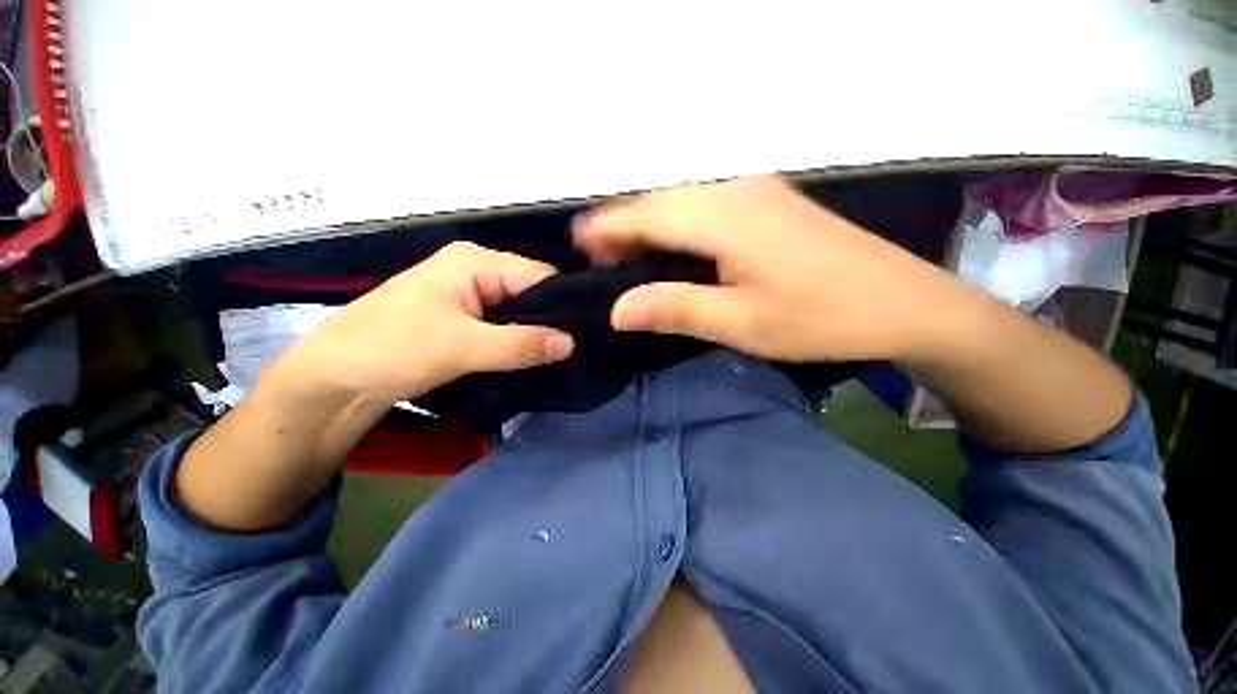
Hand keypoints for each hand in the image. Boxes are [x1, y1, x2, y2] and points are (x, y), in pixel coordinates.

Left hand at [283, 241, 574, 408]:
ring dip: (535, 334)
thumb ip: (521, 344)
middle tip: (576, 350)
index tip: (585, 334)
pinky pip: (503, 326)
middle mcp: (475, 271)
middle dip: (550, 321)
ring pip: (517, 312)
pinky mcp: (462, 319)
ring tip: (561, 356)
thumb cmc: (394, 349)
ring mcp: (468, 295)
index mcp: (476, 262)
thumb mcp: (463, 346)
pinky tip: (533, 358)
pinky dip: (517, 342)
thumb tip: (571, 343)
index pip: (539, 276)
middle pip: (530, 293)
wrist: (334, 380)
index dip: (563, 304)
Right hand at [573, 175, 961, 362]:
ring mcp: (755, 190)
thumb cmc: (821, 317)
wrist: (904, 303)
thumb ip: (675, 308)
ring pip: (681, 201)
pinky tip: (675, 249)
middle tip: (600, 262)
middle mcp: (733, 189)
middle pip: (659, 201)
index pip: (644, 213)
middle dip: (623, 228)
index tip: (578, 248)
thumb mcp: (741, 323)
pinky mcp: (769, 202)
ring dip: (649, 226)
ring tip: (628, 259)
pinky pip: (705, 205)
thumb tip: (616, 310)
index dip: (605, 229)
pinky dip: (677, 225)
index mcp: (722, 216)